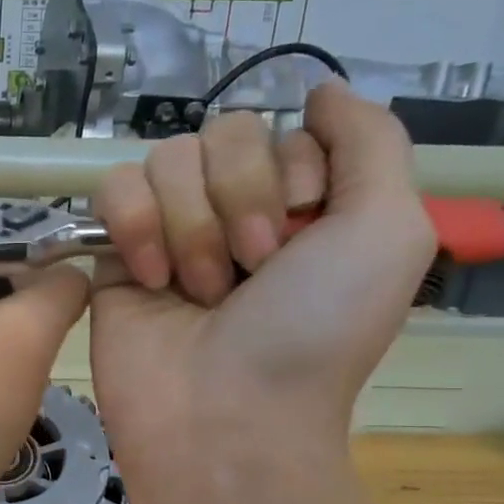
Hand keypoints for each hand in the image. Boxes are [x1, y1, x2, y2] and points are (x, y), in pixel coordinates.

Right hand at [89, 80, 434, 482]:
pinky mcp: (114, 252)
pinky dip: (135, 227)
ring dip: (191, 227)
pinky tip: (149, 279)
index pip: (284, 127)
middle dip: (241, 200)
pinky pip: (114, 188)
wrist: (225, 414)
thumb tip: (322, 89)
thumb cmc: (314, 331)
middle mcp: (235, 209)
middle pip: (223, 133)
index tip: (299, 236)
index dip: (292, 172)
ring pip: (167, 158)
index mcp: (301, 203)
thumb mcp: (389, 231)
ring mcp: (170, 229)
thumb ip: (371, 142)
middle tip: (250, 271)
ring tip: (199, 291)